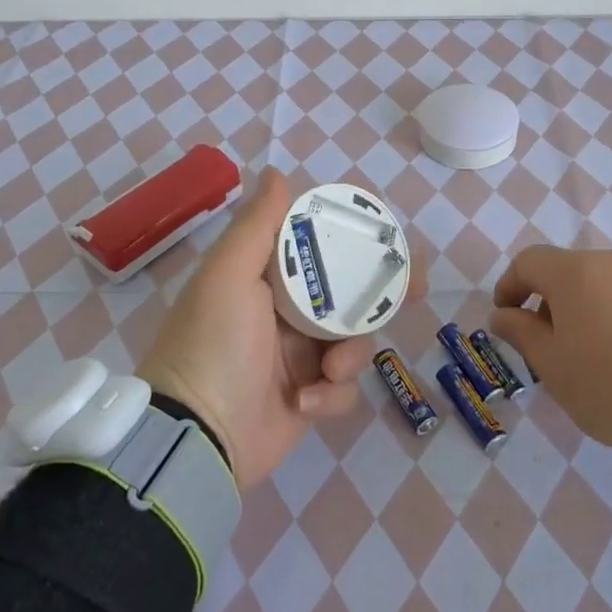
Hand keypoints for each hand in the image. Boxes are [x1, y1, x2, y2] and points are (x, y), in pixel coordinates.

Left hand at [139, 169, 412, 488]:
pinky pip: (342, 386)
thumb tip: (279, 173)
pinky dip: (331, 393)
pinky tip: (305, 402)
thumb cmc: (214, 343)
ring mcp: (300, 356)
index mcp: (266, 277)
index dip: (354, 232)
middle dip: (383, 289)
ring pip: (354, 338)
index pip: (319, 241)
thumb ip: (258, 225)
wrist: (197, 438)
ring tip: (330, 367)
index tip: (386, 229)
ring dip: (351, 352)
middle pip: (350, 288)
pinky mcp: (310, 396)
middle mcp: (286, 311)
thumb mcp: (229, 275)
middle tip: (414, 287)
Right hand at [488, 246, 611, 451]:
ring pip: (604, 285)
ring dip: (587, 310)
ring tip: (593, 355)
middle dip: (550, 303)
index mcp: (575, 272)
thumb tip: (502, 314)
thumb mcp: (553, 366)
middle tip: (550, 347)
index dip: (510, 286)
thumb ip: (522, 333)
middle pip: (568, 273)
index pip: (529, 262)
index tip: (507, 318)